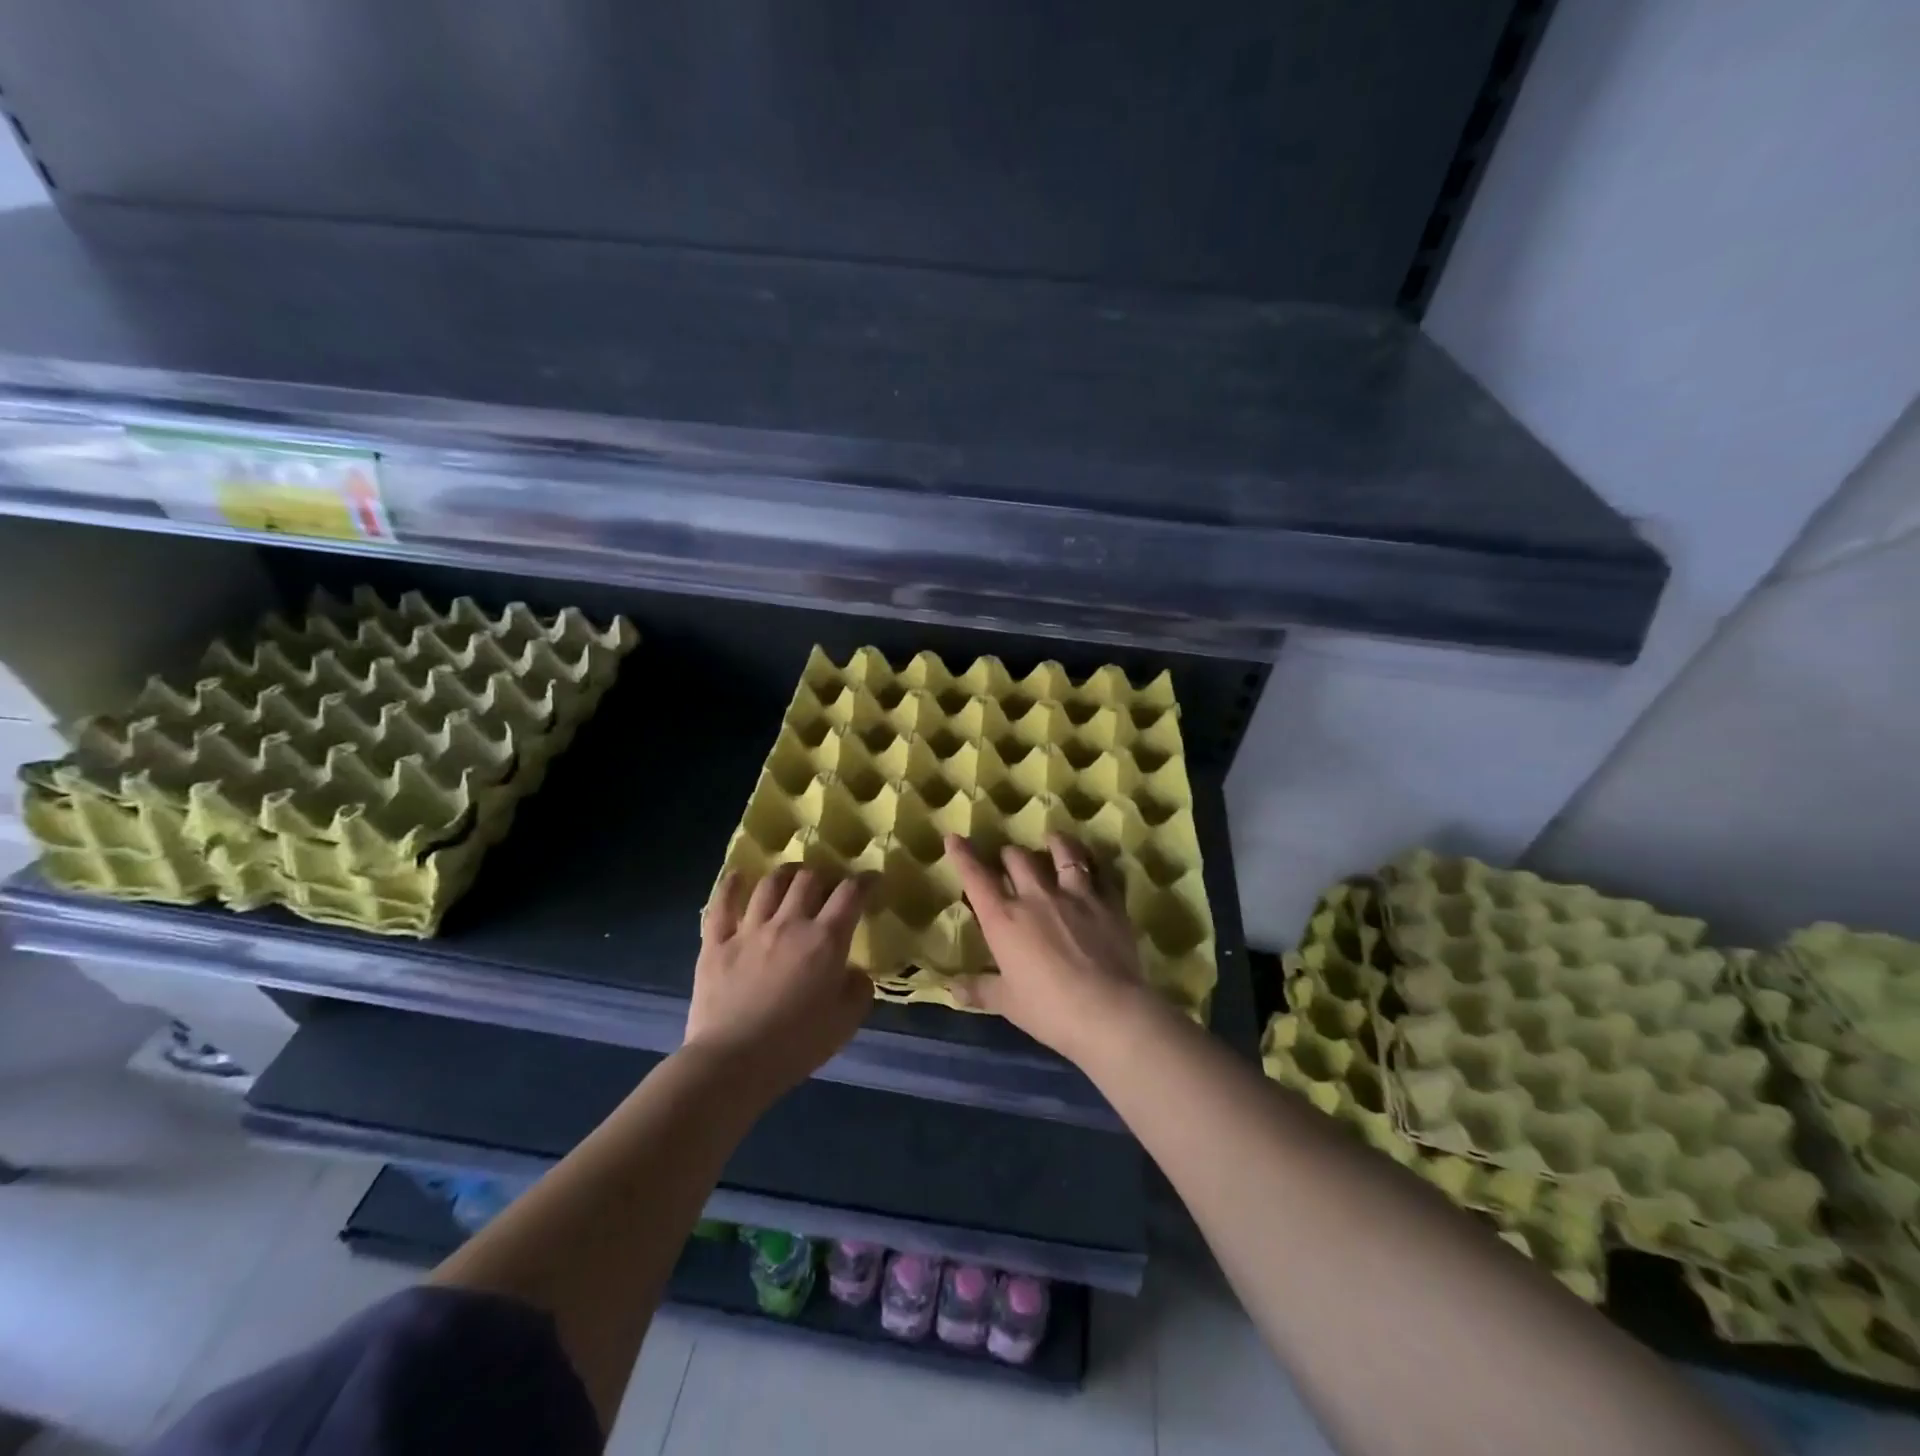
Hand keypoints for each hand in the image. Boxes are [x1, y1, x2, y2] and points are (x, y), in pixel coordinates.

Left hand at [688, 865, 873, 1095]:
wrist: (733, 1062)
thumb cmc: (796, 1045)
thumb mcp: (846, 1022)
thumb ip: (858, 989)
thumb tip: (854, 971)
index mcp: (825, 940)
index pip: (851, 894)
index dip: (865, 880)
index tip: (872, 879)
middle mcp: (789, 923)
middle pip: (808, 880)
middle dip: (822, 875)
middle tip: (826, 885)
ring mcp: (749, 929)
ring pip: (769, 885)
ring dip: (784, 874)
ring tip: (790, 876)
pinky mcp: (716, 942)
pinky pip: (723, 904)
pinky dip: (732, 885)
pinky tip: (739, 875)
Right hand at [945, 832, 1155, 1062]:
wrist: (1108, 1011)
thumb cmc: (1049, 1010)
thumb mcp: (1007, 1003)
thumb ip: (979, 990)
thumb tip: (952, 989)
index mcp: (1003, 918)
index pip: (976, 877)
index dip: (963, 855)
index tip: (954, 838)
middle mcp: (1036, 896)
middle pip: (1017, 857)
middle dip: (1009, 854)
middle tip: (1008, 860)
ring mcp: (1075, 894)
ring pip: (1062, 851)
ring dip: (1054, 843)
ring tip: (1052, 840)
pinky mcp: (1108, 901)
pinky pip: (1100, 871)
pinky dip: (1093, 863)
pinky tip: (1093, 864)